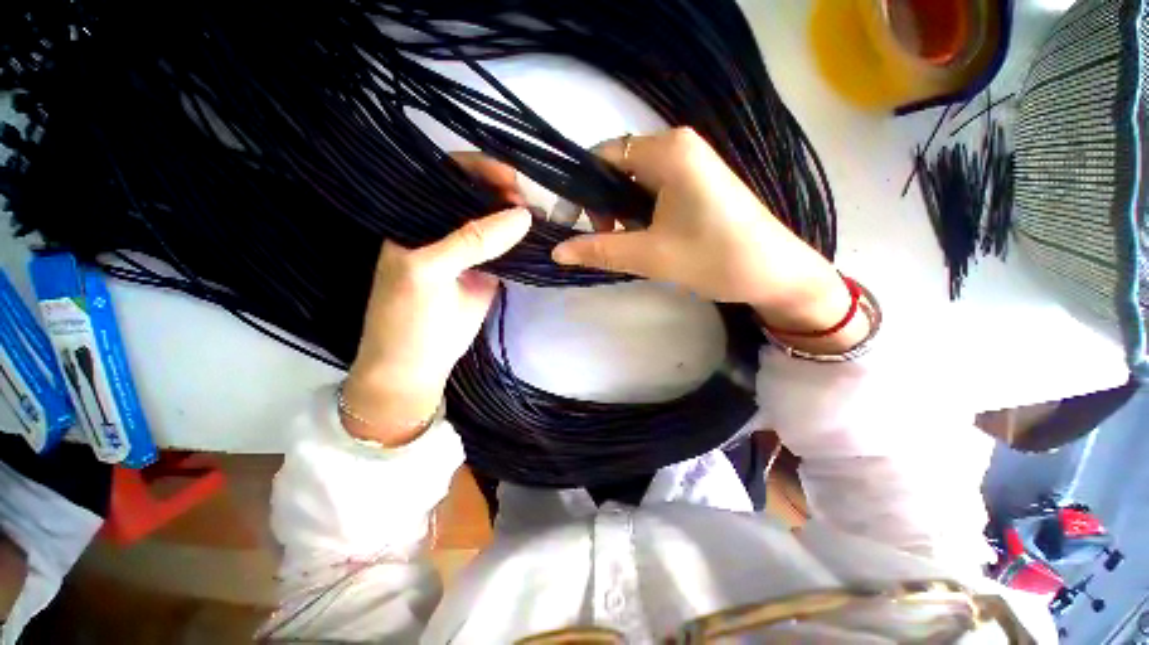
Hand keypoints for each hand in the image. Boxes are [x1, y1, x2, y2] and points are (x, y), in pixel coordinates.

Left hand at [344, 157, 529, 445]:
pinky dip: (523, 242)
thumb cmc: (408, 317)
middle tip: (530, 202)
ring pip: (495, 222)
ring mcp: (468, 249)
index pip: (446, 175)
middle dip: (504, 192)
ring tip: (541, 217)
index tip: (511, 179)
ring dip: (517, 216)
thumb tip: (524, 215)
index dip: (478, 170)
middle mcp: (443, 227)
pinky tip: (539, 236)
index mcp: (416, 217)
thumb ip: (474, 241)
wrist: (419, 365)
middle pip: (477, 196)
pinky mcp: (488, 270)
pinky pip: (507, 248)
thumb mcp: (431, 272)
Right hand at [552, 128, 866, 352]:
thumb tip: (557, 252)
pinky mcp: (697, 182)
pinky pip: (654, 190)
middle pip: (618, 168)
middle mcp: (678, 146)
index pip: (603, 155)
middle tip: (605, 239)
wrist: (774, 273)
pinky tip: (647, 237)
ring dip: (621, 212)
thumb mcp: (650, 256)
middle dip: (603, 204)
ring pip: (635, 182)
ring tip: (629, 243)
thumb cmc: (714, 258)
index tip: (570, 222)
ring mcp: (691, 163)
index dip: (580, 188)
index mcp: (668, 151)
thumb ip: (599, 250)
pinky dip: (640, 213)